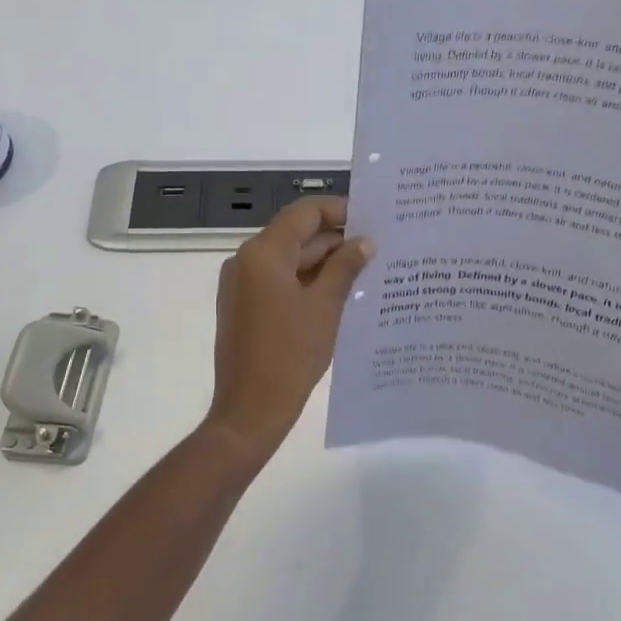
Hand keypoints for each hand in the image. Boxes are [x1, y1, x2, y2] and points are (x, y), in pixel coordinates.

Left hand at [205, 196, 373, 459]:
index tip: (372, 219)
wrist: (250, 409)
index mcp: (263, 253)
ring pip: (288, 259)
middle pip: (296, 235)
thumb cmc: (291, 354)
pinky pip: (278, 280)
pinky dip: (306, 281)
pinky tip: (340, 293)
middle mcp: (246, 260)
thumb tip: (364, 242)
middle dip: (335, 240)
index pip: (304, 213)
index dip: (338, 211)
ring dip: (323, 263)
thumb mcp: (325, 307)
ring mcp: (242, 284)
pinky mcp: (244, 305)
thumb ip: (345, 267)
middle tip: (378, 248)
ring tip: (366, 271)